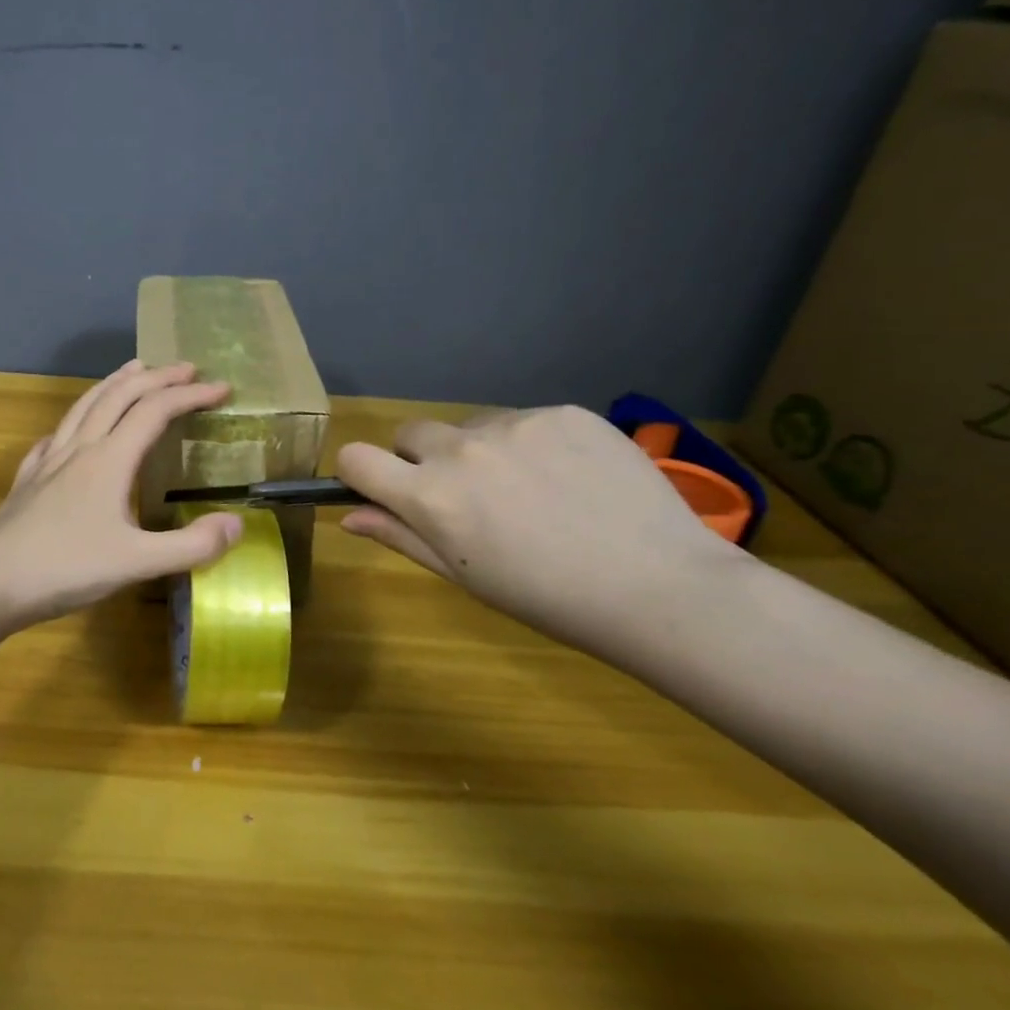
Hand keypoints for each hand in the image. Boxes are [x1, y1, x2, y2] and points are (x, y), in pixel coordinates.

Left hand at [0, 360, 245, 631]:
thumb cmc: (65, 569)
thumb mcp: (137, 563)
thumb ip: (190, 546)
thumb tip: (236, 524)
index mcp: (109, 460)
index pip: (155, 411)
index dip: (190, 395)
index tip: (222, 388)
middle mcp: (79, 449)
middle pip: (119, 397)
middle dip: (156, 378)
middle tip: (186, 368)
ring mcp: (48, 461)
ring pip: (83, 407)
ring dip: (113, 384)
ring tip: (132, 370)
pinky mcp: (27, 480)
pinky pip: (54, 436)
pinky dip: (73, 421)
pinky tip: (69, 431)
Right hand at [335, 405, 739, 651]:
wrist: (659, 586)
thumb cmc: (547, 597)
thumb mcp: (464, 576)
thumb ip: (401, 536)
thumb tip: (350, 516)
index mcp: (431, 496)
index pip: (356, 457)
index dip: (361, 473)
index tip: (383, 490)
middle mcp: (462, 450)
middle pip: (410, 434)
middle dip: (422, 460)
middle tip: (466, 498)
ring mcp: (515, 424)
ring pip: (471, 426)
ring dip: (479, 451)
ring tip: (530, 491)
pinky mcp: (563, 412)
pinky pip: (524, 420)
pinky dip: (531, 444)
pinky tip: (569, 479)